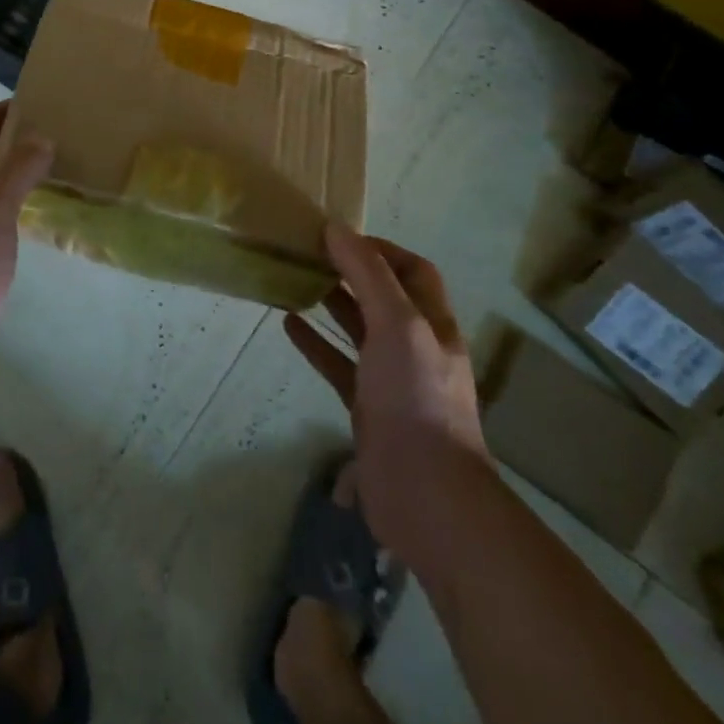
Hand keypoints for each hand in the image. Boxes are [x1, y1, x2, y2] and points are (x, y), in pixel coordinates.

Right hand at [284, 225, 486, 552]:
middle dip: (351, 273)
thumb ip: (368, 275)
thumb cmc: (415, 397)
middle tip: (309, 254)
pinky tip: (288, 326)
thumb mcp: (397, 325)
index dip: (381, 249)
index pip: (413, 271)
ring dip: (331, 304)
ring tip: (295, 280)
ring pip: (359, 331)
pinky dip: (315, 344)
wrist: (425, 494)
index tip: (339, 237)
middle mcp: (416, 348)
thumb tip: (337, 228)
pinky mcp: (367, 409)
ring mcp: (392, 380)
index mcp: (434, 324)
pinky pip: (338, 365)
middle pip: (384, 298)